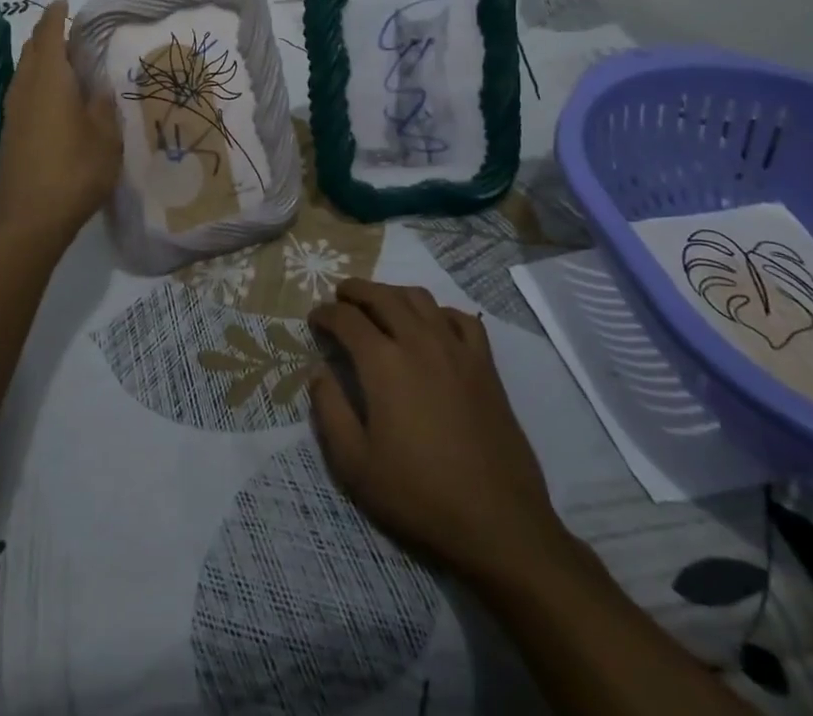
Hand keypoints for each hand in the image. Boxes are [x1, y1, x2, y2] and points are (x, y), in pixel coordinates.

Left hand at [0, 0, 122, 252]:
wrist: (29, 221)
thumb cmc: (74, 171)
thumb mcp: (105, 137)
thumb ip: (103, 106)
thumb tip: (100, 87)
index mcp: (50, 79)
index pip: (49, 34)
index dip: (56, 15)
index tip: (65, 3)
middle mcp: (25, 88)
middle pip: (32, 49)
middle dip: (48, 35)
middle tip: (73, 33)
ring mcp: (13, 111)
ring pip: (24, 71)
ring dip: (41, 60)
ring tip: (67, 63)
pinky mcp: (10, 133)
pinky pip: (23, 92)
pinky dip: (38, 82)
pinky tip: (55, 99)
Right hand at [308, 280, 571, 587]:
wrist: (498, 522)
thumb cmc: (419, 495)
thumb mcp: (355, 465)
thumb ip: (330, 411)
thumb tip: (318, 373)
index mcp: (383, 363)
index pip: (346, 319)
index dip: (325, 314)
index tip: (315, 319)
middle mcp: (418, 342)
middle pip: (382, 296)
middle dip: (355, 290)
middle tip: (340, 296)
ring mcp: (456, 350)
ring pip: (420, 298)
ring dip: (393, 293)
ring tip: (380, 304)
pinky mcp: (485, 365)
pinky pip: (461, 319)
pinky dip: (439, 312)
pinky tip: (432, 326)